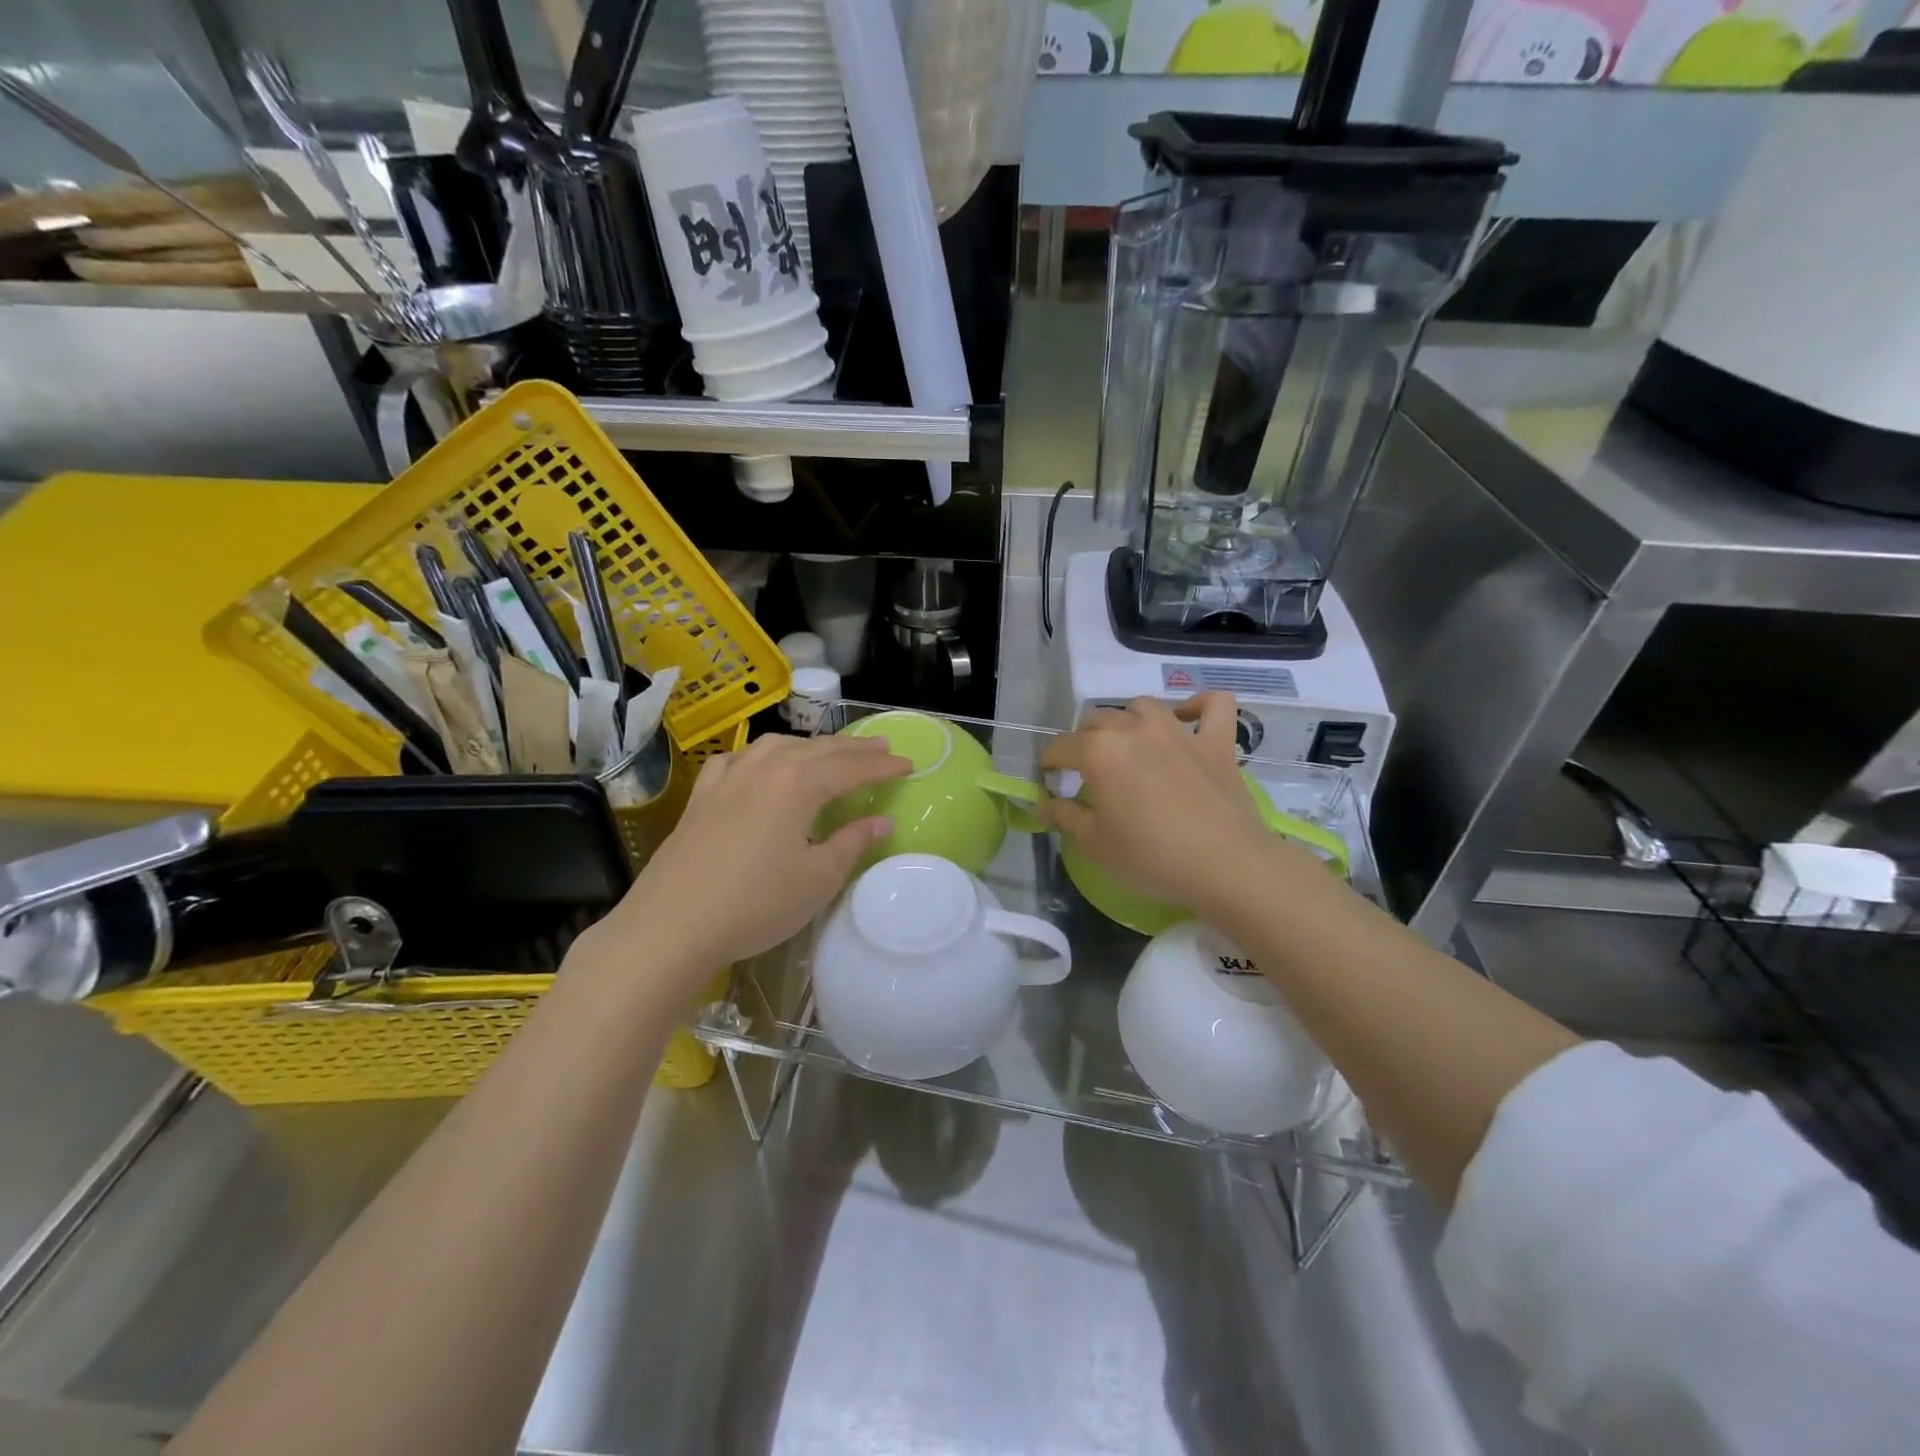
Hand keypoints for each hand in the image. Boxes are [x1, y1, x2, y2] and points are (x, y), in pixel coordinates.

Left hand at [597, 734, 908, 989]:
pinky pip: (739, 758)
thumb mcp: (818, 878)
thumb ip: (852, 843)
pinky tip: (761, 763)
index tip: (909, 764)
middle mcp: (765, 768)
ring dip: (811, 745)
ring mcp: (729, 778)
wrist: (672, 924)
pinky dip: (761, 754)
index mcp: (799, 784)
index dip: (883, 767)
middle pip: (818, 749)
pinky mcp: (702, 796)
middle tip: (881, 748)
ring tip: (830, 752)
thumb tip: (881, 821)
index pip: (851, 767)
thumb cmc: (756, 904)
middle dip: (853, 748)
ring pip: (778, 746)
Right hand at [1040, 694, 1293, 919]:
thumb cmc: (1151, 857)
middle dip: (1083, 742)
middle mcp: (1135, 729)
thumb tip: (1043, 803)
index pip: (1060, 747)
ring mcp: (1179, 731)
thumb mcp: (1094, 844)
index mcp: (1099, 751)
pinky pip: (1212, 705)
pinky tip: (1188, 719)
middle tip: (1087, 773)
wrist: (1226, 866)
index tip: (1050, 785)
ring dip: (1128, 721)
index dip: (1049, 766)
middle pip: (1097, 721)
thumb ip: (1063, 817)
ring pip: (1142, 707)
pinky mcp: (1217, 742)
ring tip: (1128, 746)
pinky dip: (1198, 707)